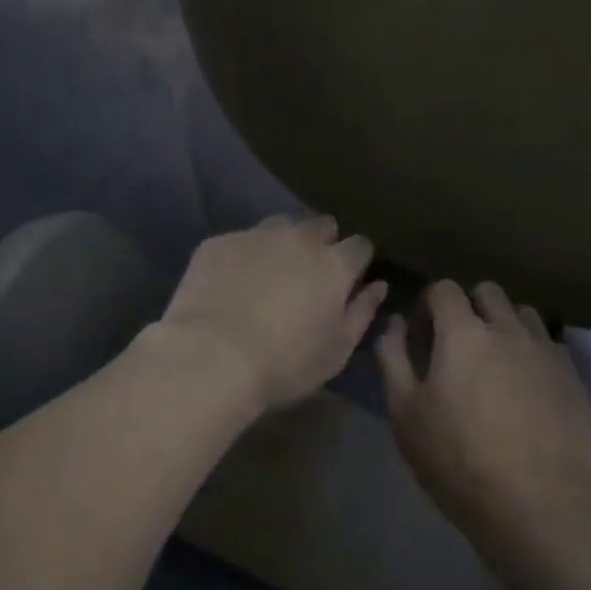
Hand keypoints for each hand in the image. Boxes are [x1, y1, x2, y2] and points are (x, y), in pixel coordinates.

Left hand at [155, 216, 387, 415]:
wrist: (212, 357)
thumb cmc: (285, 364)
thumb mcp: (337, 351)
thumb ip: (362, 313)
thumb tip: (378, 286)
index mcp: (334, 265)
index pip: (360, 245)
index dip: (357, 260)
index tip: (349, 278)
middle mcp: (299, 239)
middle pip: (322, 225)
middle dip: (322, 242)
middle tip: (309, 273)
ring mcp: (255, 235)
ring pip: (280, 225)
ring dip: (283, 242)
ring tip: (269, 271)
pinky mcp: (218, 243)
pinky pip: (239, 240)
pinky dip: (242, 255)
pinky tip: (230, 282)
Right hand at [377, 280, 590, 546]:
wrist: (540, 504)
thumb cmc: (459, 459)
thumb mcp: (405, 413)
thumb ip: (393, 357)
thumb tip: (395, 323)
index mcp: (463, 333)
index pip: (444, 289)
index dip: (428, 304)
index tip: (421, 332)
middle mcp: (508, 329)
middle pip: (487, 292)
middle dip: (468, 307)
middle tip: (458, 345)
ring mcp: (546, 351)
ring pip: (522, 313)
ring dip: (504, 325)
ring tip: (495, 363)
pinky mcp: (573, 377)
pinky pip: (548, 345)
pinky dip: (532, 353)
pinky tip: (526, 388)